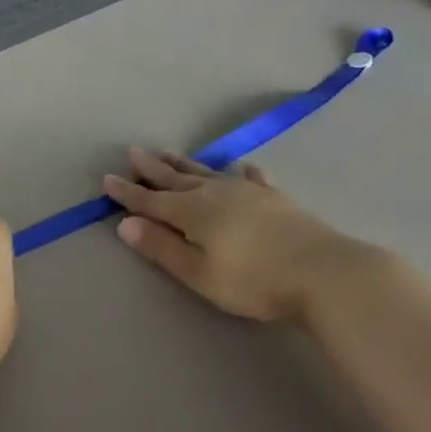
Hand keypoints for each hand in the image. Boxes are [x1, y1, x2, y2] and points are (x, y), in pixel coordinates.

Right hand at [102, 150, 378, 323]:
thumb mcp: (199, 272)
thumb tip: (125, 224)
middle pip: (177, 178)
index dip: (128, 192)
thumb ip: (163, 248)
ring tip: (169, 153)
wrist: (323, 272)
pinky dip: (242, 173)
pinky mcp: (276, 198)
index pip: (151, 200)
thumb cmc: (253, 280)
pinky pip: (252, 179)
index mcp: (193, 211)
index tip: (107, 179)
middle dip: (153, 168)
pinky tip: (243, 169)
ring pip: (209, 172)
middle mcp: (216, 193)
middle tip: (134, 152)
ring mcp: (248, 192)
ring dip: (186, 164)